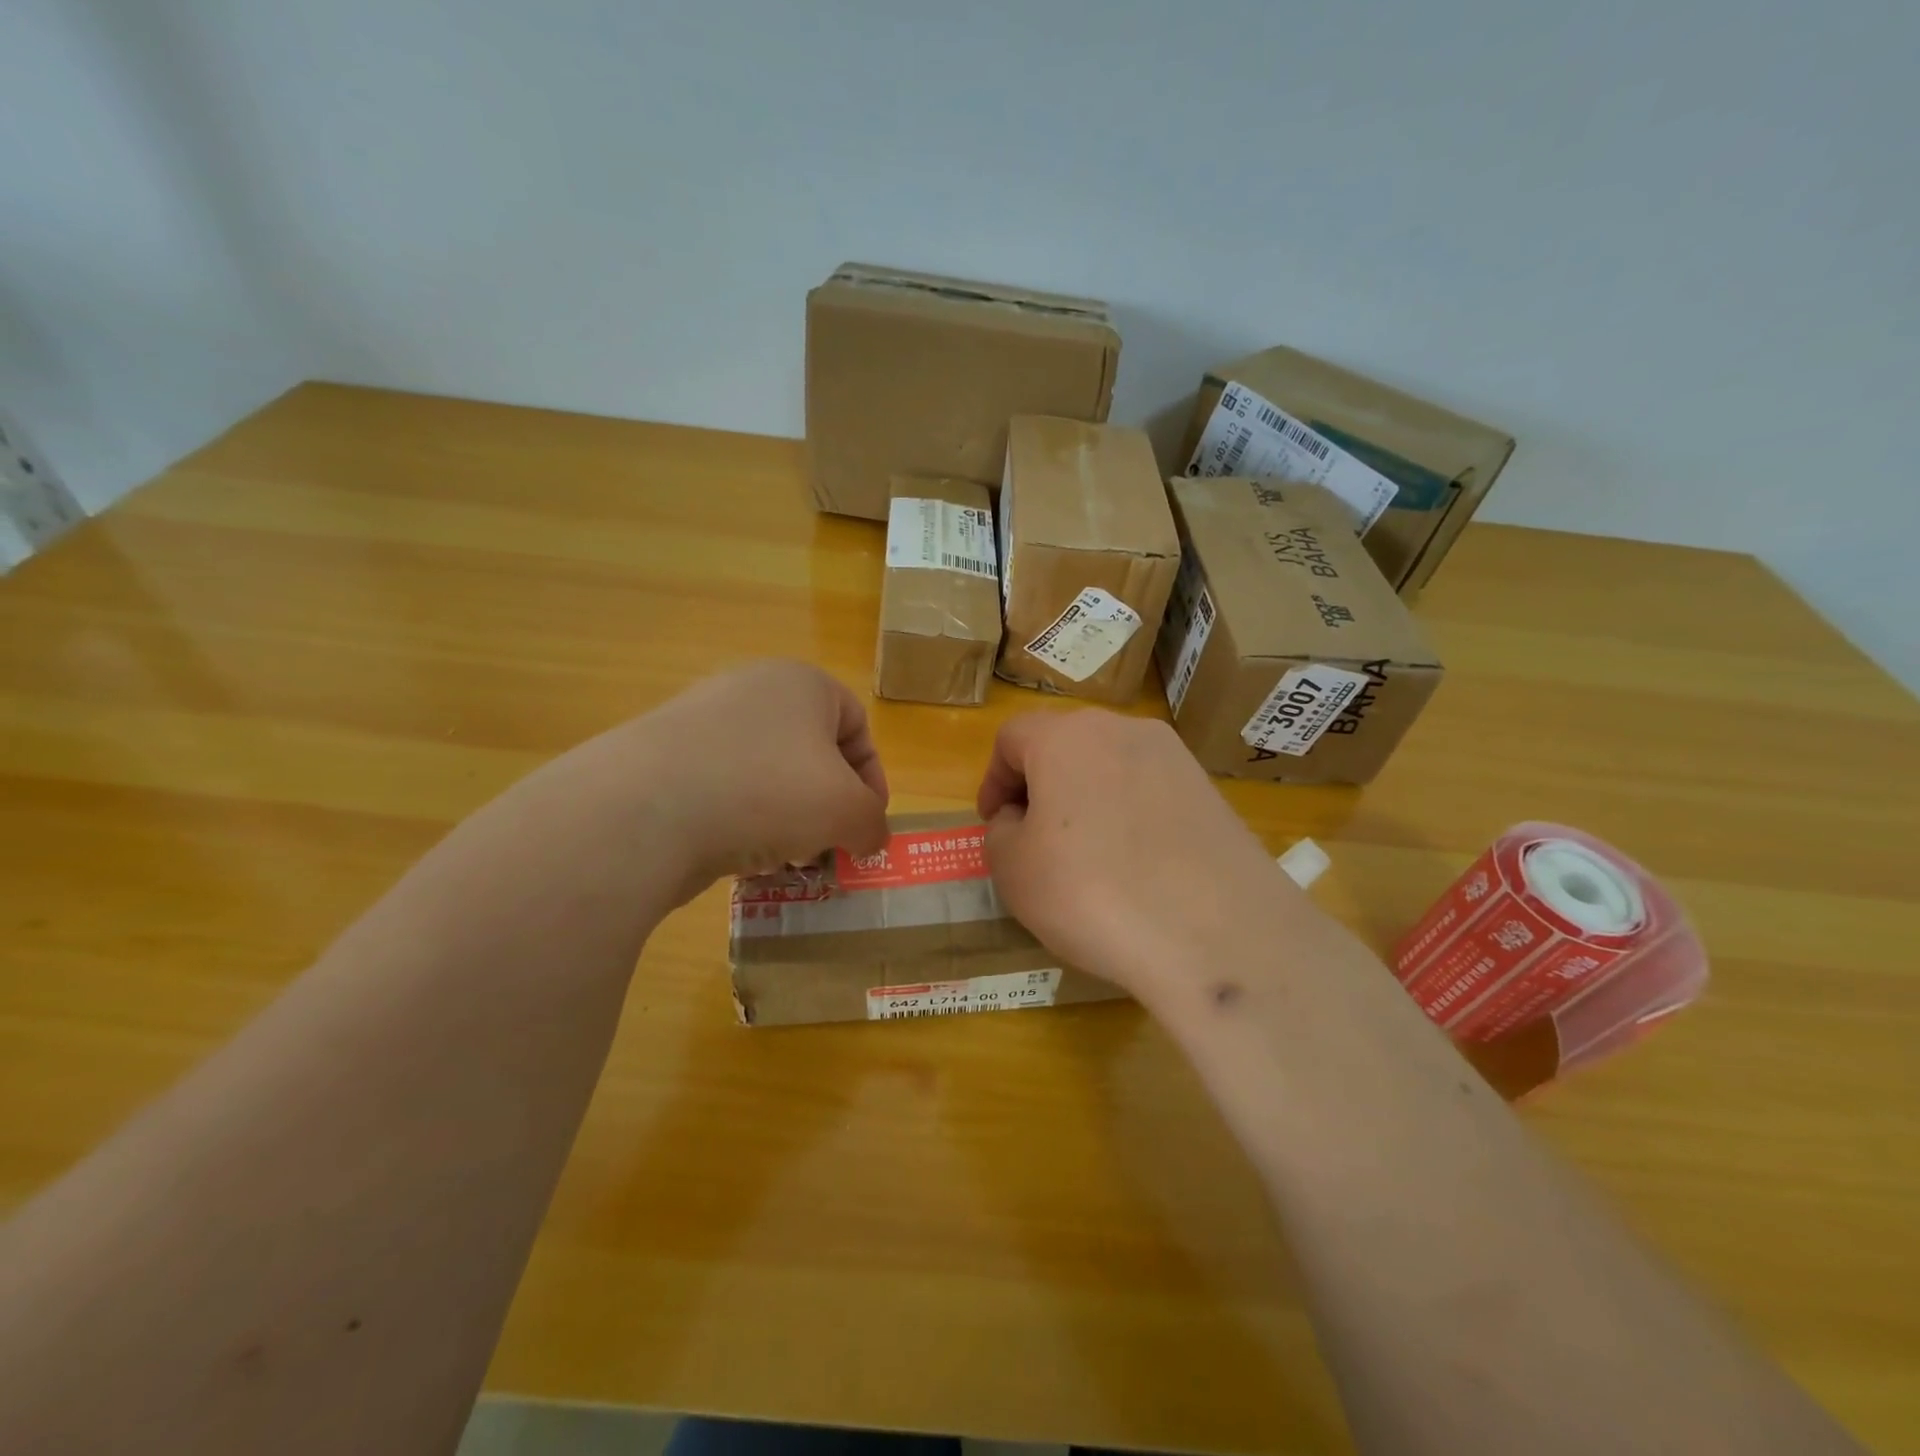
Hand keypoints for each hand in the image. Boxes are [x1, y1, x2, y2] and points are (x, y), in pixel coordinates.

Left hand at [629, 661, 889, 899]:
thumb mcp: (847, 811)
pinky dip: (740, 823)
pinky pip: (722, 790)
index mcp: (801, 683)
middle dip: (827, 806)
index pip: (857, 724)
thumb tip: (869, 838)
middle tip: (827, 847)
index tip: (867, 825)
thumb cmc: (768, 791)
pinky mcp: (662, 759)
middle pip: (810, 753)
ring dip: (787, 819)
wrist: (643, 810)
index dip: (872, 778)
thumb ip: (872, 823)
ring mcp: (699, 721)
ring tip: (784, 860)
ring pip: (766, 775)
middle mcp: (751, 689)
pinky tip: (740, 859)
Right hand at [977, 710, 1310, 1003]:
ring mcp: (1175, 757)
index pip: (1012, 737)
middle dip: (1040, 785)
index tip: (994, 822)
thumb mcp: (1013, 869)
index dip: (994, 779)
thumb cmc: (1092, 893)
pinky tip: (1135, 865)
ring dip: (1085, 798)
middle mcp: (1123, 729)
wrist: (1217, 934)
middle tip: (1033, 836)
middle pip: (1064, 744)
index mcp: (1066, 736)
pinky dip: (1129, 815)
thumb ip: (1002, 832)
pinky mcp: (1210, 791)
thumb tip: (1023, 819)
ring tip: (1085, 854)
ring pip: (1109, 766)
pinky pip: (1150, 791)